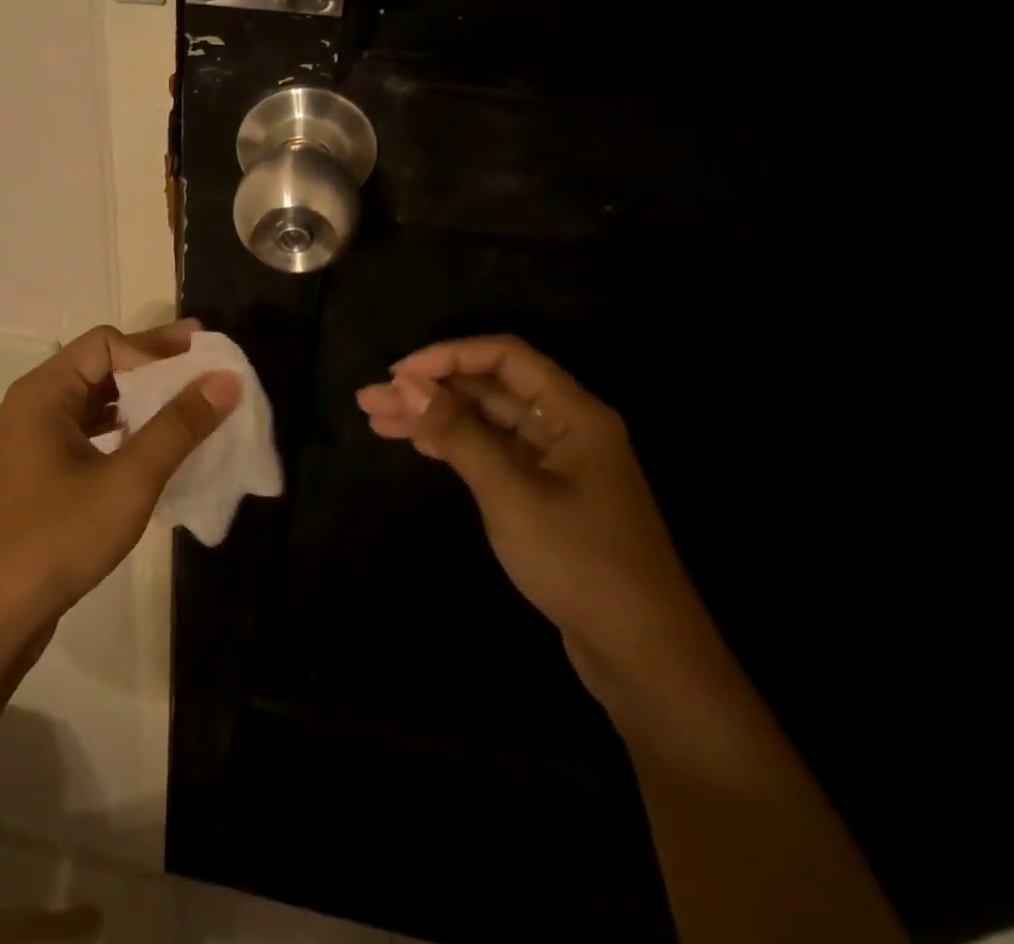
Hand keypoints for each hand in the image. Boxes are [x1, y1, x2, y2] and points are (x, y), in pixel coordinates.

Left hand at [0, 320, 240, 652]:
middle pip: (99, 366)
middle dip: (153, 368)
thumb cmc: (57, 539)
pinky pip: (85, 431)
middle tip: (204, 371)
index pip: (107, 344)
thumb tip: (225, 379)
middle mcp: (33, 404)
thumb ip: (178, 427)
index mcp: (44, 392)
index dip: (156, 348)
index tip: (201, 362)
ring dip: (139, 400)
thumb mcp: (128, 481)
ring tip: (186, 405)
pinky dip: (121, 429)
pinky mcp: (37, 470)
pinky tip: (150, 446)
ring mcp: (31, 439)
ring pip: (93, 400)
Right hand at [357, 335, 712, 698]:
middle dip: (429, 389)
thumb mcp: (511, 494)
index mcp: (572, 412)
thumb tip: (406, 384)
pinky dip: (453, 445)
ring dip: (433, 417)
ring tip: (376, 420)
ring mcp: (553, 462)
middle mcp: (564, 426)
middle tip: (369, 400)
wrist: (644, 657)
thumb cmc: (581, 563)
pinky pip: (491, 451)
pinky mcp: (543, 493)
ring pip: (484, 420)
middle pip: (488, 388)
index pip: (504, 356)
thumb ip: (458, 434)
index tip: (399, 376)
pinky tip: (417, 445)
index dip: (448, 356)